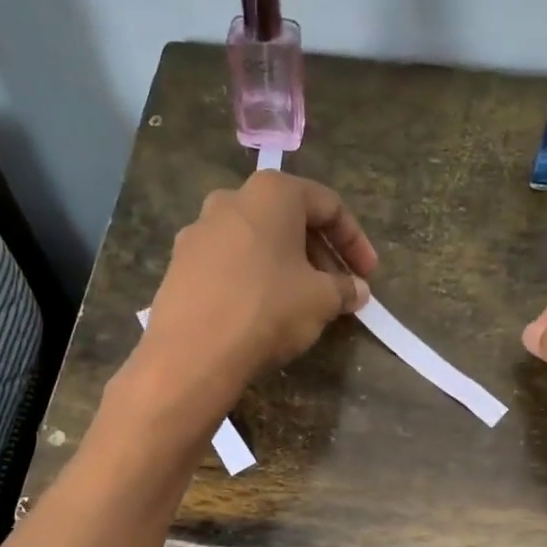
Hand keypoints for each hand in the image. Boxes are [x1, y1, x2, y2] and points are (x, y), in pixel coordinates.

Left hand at [141, 170, 376, 406]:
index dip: (354, 241)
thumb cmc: (267, 310)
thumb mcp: (321, 300)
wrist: (192, 353)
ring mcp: (198, 231)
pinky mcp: (179, 264)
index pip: (327, 205)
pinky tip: (262, 310)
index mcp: (271, 193)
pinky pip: (228, 263)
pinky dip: (253, 278)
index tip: (368, 274)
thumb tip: (357, 290)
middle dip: (319, 253)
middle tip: (337, 288)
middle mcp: (230, 200)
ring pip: (256, 242)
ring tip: (302, 301)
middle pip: (288, 220)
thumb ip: (344, 288)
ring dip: (285, 266)